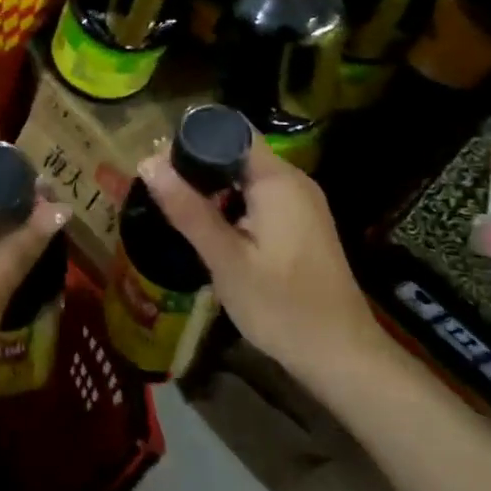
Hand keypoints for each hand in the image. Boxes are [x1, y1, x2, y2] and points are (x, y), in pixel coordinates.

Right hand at [139, 135, 382, 376]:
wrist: (342, 358)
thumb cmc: (282, 307)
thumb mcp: (226, 260)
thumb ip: (188, 209)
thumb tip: (147, 162)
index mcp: (277, 180)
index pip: (230, 131)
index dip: (192, 138)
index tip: (159, 162)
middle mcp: (293, 181)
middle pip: (237, 151)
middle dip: (197, 165)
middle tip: (161, 190)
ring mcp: (302, 202)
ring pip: (246, 176)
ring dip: (213, 186)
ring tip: (178, 208)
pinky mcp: (302, 223)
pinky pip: (260, 196)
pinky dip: (232, 203)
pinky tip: (212, 229)